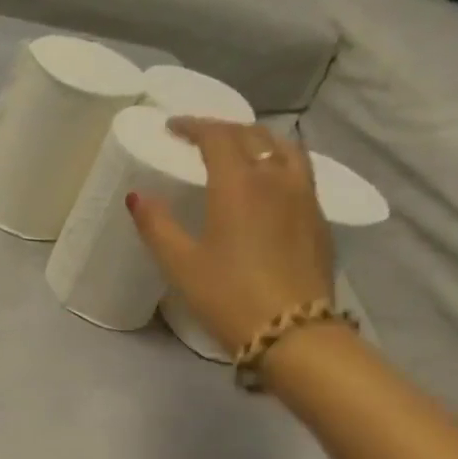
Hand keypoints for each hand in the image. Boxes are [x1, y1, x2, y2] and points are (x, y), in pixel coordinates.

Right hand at [128, 117, 334, 354]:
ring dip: (259, 140)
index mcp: (239, 184)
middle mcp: (276, 180)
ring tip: (240, 150)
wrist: (294, 332)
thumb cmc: (227, 295)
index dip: (194, 125)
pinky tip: (267, 184)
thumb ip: (156, 224)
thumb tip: (138, 196)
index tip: (173, 127)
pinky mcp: (320, 220)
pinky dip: (278, 162)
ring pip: (286, 150)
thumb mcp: (180, 263)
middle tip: (201, 136)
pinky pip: (300, 172)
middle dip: (225, 129)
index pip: (218, 137)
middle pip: (255, 136)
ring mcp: (305, 198)